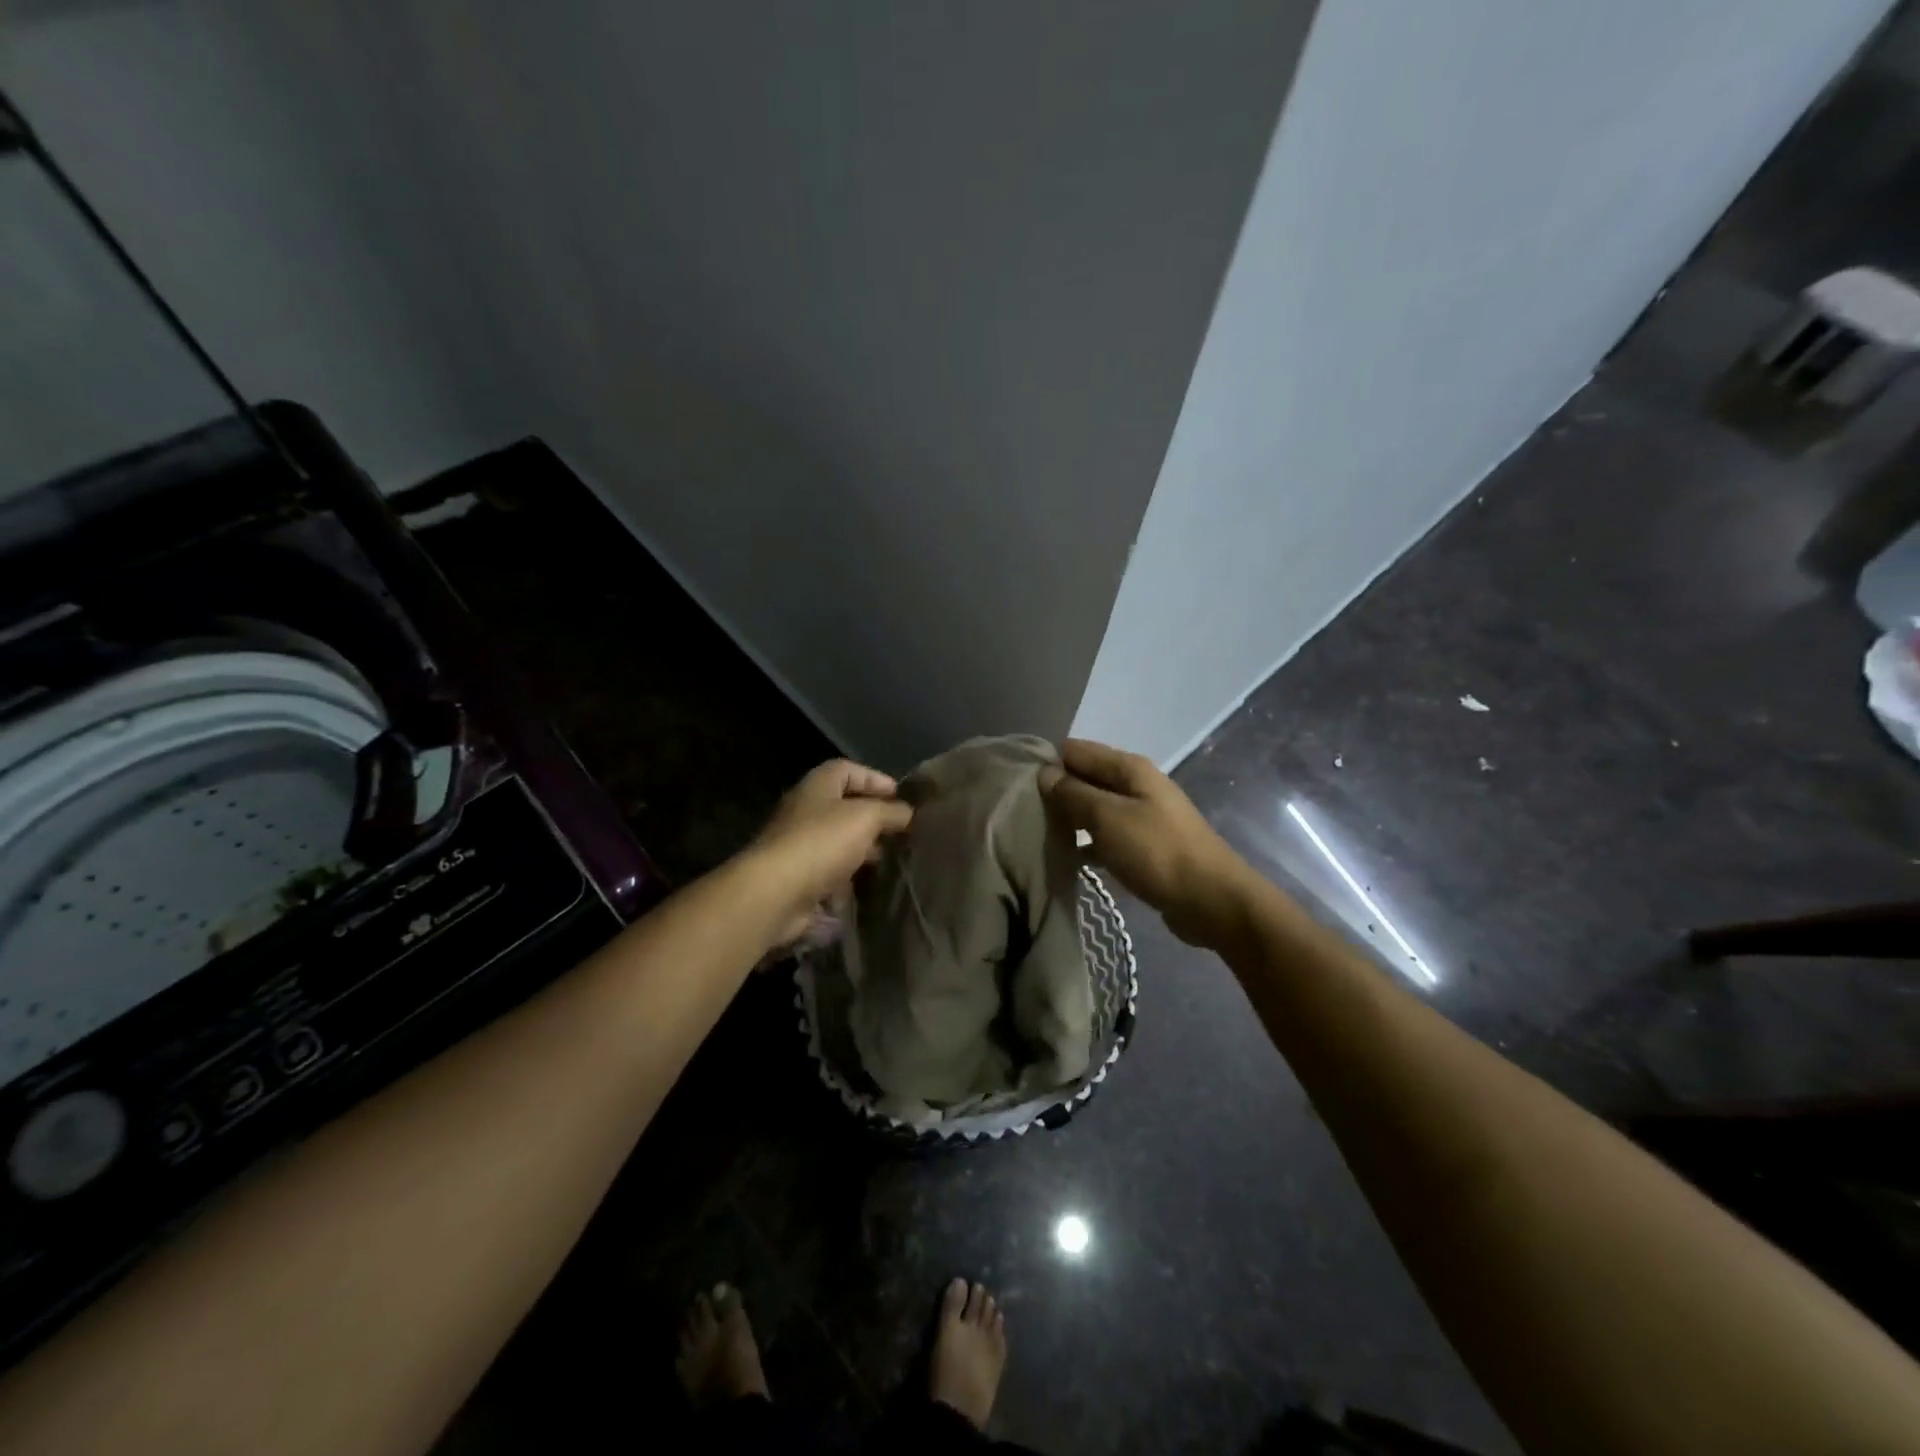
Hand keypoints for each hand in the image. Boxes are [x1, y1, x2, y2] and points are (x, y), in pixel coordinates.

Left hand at [743, 759, 912, 945]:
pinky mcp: (797, 879)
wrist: (774, 894)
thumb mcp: (865, 817)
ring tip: (889, 862)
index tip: (900, 796)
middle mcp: (804, 812)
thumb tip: (907, 812)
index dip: (874, 778)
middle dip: (872, 819)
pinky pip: (828, 873)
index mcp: (816, 787)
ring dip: (862, 851)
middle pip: (843, 808)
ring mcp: (798, 847)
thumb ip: (890, 812)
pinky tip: (867, 888)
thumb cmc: (821, 843)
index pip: (847, 770)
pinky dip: (847, 879)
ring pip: (837, 843)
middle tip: (900, 833)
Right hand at [1040, 739, 1251, 947]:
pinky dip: (1087, 843)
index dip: (1048, 762)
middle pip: (1086, 777)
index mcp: (1129, 768)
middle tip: (1021, 812)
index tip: (1017, 783)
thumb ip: (1073, 793)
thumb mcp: (1108, 818)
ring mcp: (1143, 816)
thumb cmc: (1157, 852)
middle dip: (1056, 791)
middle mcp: (1136, 785)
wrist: (1211, 900)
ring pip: (1095, 808)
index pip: (1076, 750)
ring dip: (1070, 818)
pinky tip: (1066, 858)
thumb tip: (1045, 773)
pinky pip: (1107, 836)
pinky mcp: (1145, 846)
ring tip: (1036, 833)